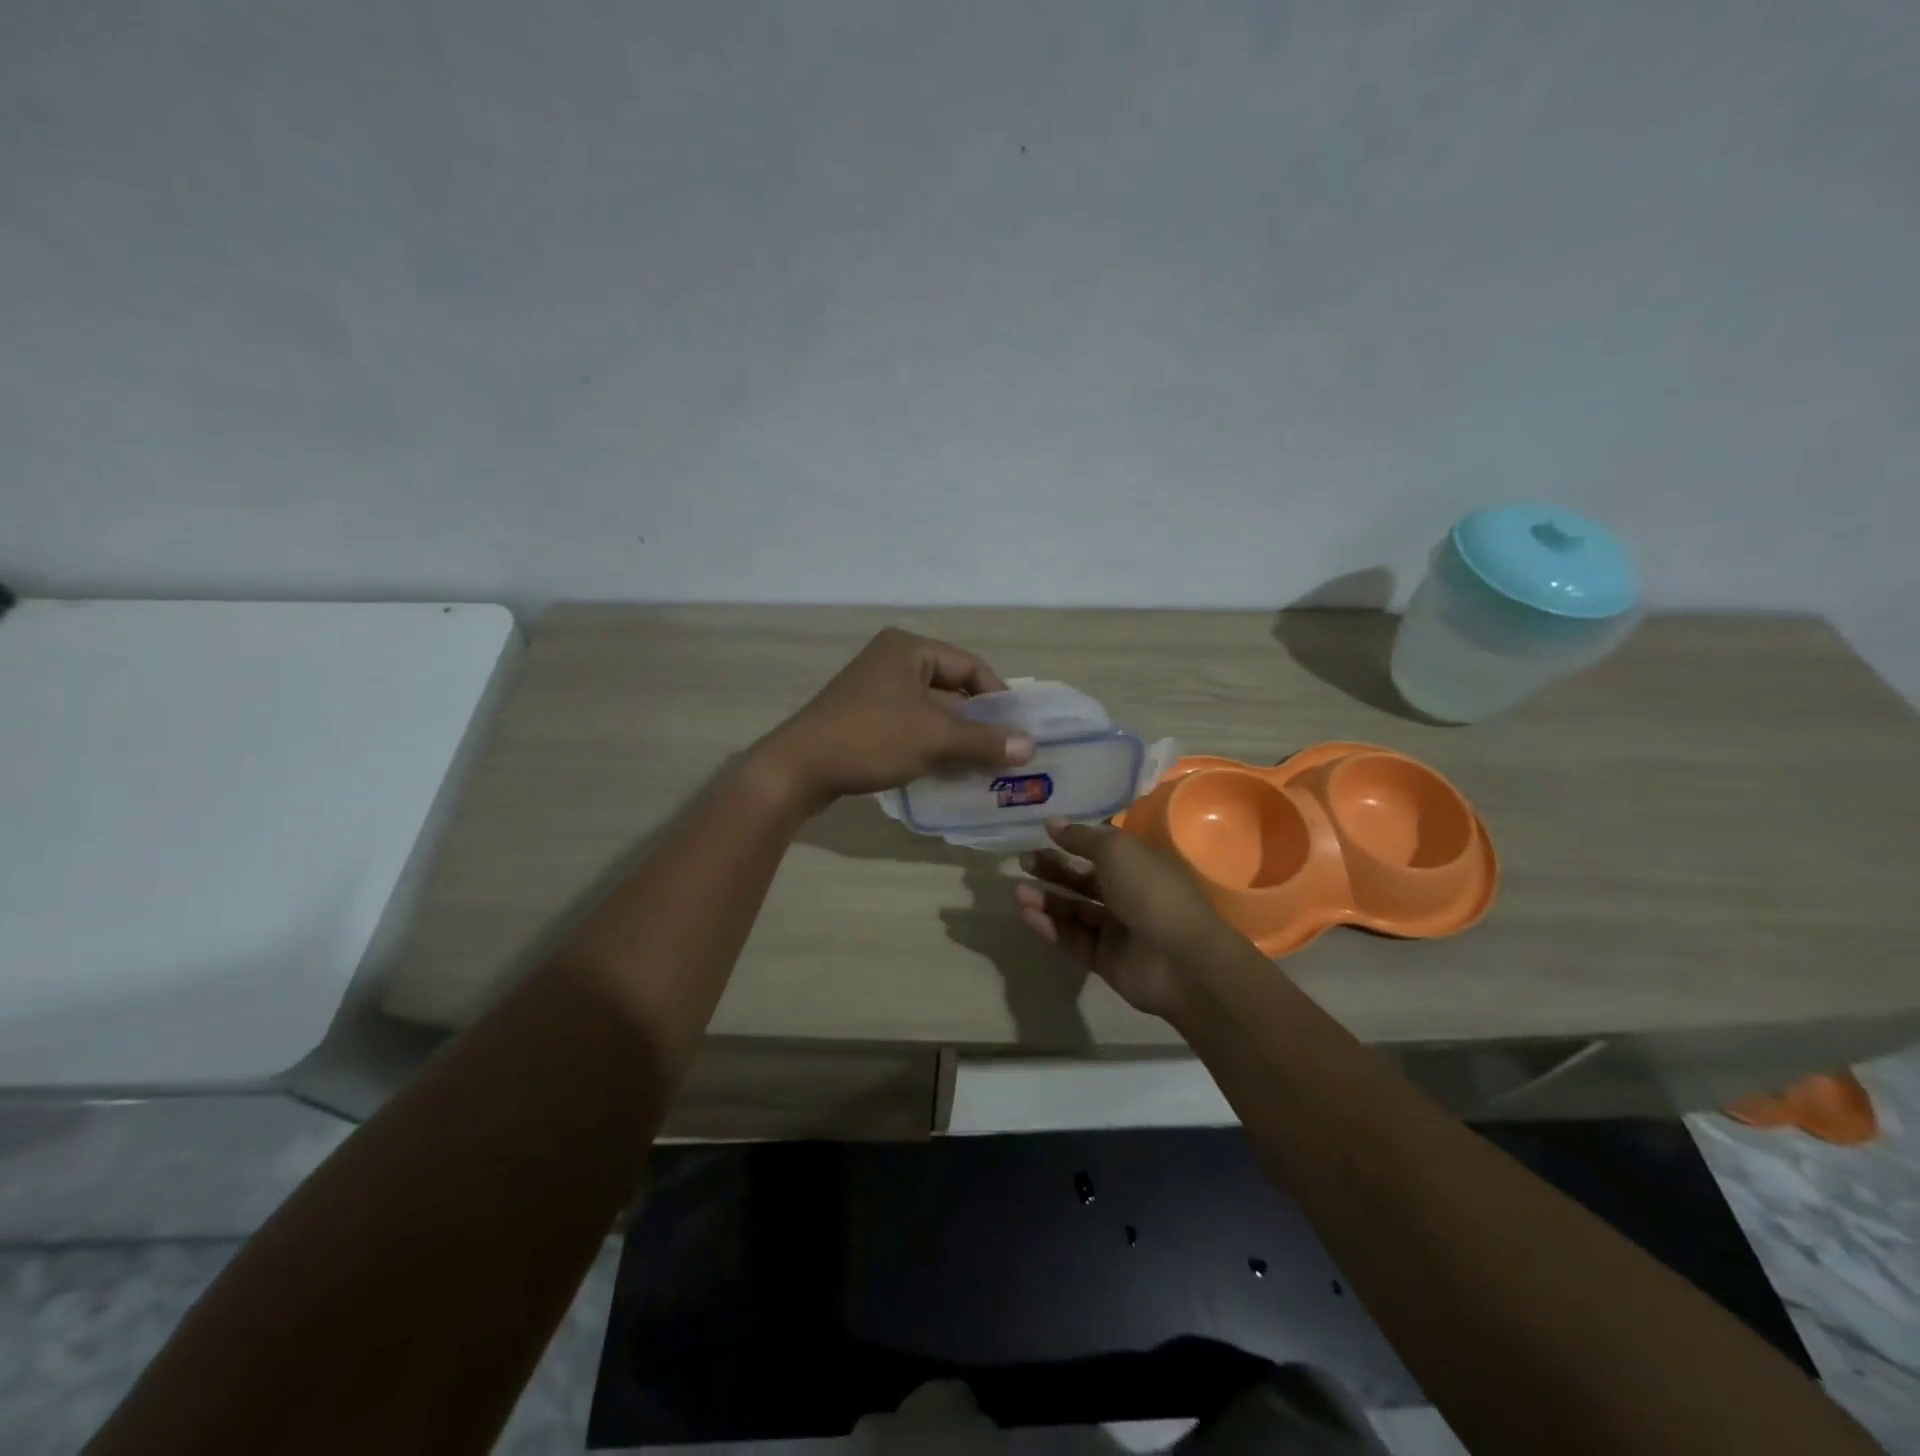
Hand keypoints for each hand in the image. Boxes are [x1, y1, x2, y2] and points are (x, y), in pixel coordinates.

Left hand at [757, 628, 1034, 812]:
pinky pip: (909, 724)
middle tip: (1005, 749)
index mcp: (908, 649)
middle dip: (978, 720)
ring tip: (982, 764)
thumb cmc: (871, 739)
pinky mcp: (862, 716)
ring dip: (956, 736)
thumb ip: (984, 741)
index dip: (999, 697)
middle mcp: (891, 661)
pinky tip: (947, 769)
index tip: (1019, 729)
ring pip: (930, 709)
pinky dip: (931, 743)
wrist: (798, 769)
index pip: (969, 667)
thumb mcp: (934, 738)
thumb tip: (1031, 747)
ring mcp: (873, 689)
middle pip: (950, 687)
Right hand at [1014, 818, 1225, 1021]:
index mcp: (1139, 864)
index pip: (1102, 849)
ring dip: (1046, 898)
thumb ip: (1082, 837)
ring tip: (1016, 890)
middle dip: (1054, 869)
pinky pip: (1072, 938)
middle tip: (1023, 861)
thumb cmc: (1150, 892)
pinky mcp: (1104, 959)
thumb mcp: (1116, 851)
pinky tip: (1025, 914)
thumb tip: (1053, 822)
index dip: (1073, 839)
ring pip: (1075, 910)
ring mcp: (1117, 929)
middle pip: (1084, 879)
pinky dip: (1050, 926)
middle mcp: (1128, 894)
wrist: (1179, 960)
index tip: (1042, 832)